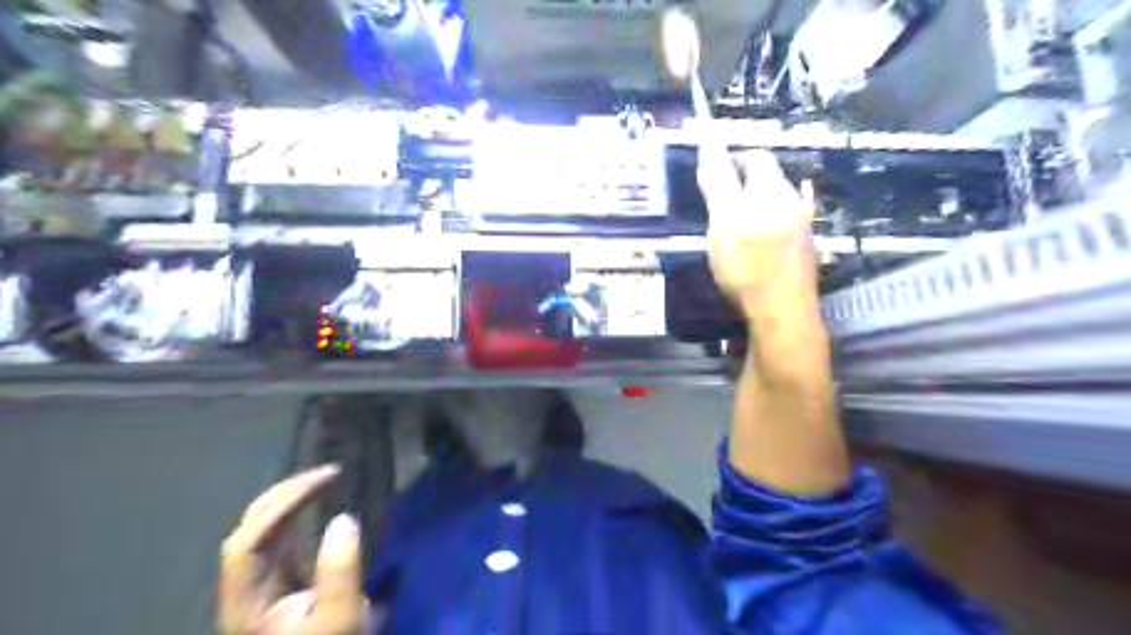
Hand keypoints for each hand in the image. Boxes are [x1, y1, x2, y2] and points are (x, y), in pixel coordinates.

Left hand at [216, 463, 366, 634]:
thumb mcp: (341, 619)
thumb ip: (340, 573)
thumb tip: (344, 519)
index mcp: (247, 601)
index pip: (249, 541)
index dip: (282, 505)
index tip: (326, 481)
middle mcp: (245, 588)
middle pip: (248, 529)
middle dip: (285, 494)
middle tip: (328, 473)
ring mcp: (259, 586)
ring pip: (260, 531)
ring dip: (288, 501)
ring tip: (323, 483)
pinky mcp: (276, 585)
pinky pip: (277, 539)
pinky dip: (295, 516)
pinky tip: (315, 508)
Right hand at [695, 145, 817, 320]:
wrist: (782, 311)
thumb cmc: (746, 266)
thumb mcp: (722, 223)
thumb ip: (717, 186)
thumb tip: (709, 152)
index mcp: (771, 189)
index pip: (755, 157)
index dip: (732, 159)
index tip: (713, 175)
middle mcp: (792, 199)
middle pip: (768, 177)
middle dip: (744, 181)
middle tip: (719, 200)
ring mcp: (802, 223)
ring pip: (777, 198)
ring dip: (755, 201)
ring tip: (733, 221)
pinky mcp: (804, 245)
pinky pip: (784, 219)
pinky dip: (767, 219)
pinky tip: (757, 239)